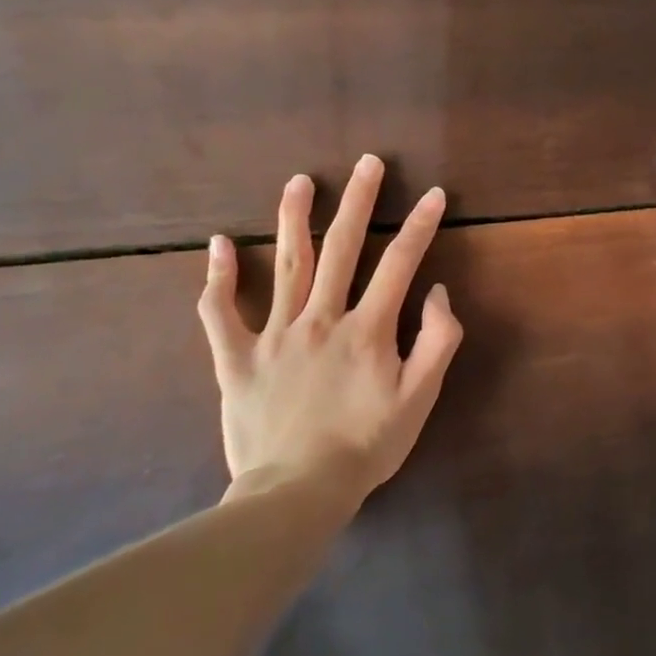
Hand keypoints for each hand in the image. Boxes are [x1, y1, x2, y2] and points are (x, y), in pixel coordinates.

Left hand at [198, 154, 463, 501]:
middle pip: (342, 248)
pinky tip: (219, 243)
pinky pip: (220, 312)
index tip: (434, 193)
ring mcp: (274, 335)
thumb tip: (436, 293)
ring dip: (294, 218)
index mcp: (367, 329)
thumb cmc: (366, 445)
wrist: (296, 492)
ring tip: (299, 181)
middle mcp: (321, 318)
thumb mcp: (420, 398)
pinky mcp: (236, 358)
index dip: (420, 225)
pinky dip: (218, 277)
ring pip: (286, 265)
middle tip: (368, 163)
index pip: (400, 263)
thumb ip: (437, 341)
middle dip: (359, 201)